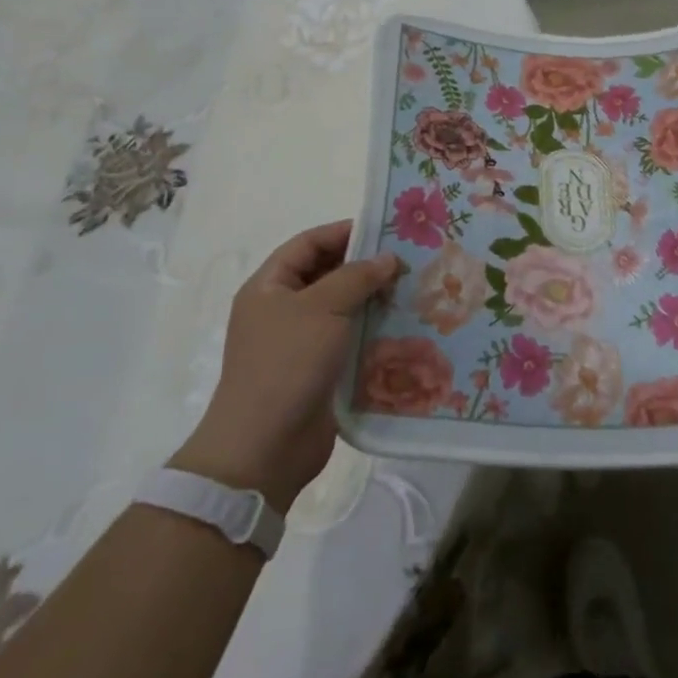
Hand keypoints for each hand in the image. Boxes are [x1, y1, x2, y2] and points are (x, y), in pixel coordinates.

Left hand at [173, 221, 401, 514]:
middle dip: (364, 266)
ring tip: (413, 289)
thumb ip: (357, 277)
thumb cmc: (287, 363)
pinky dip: (372, 331)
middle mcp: (282, 310)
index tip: (384, 229)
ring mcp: (299, 342)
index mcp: (269, 286)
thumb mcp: (323, 308)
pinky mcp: (318, 371)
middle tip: (407, 258)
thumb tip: (389, 258)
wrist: (264, 447)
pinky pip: (348, 339)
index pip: (308, 244)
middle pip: (326, 274)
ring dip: (373, 299)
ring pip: (342, 308)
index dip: (343, 232)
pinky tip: (403, 326)